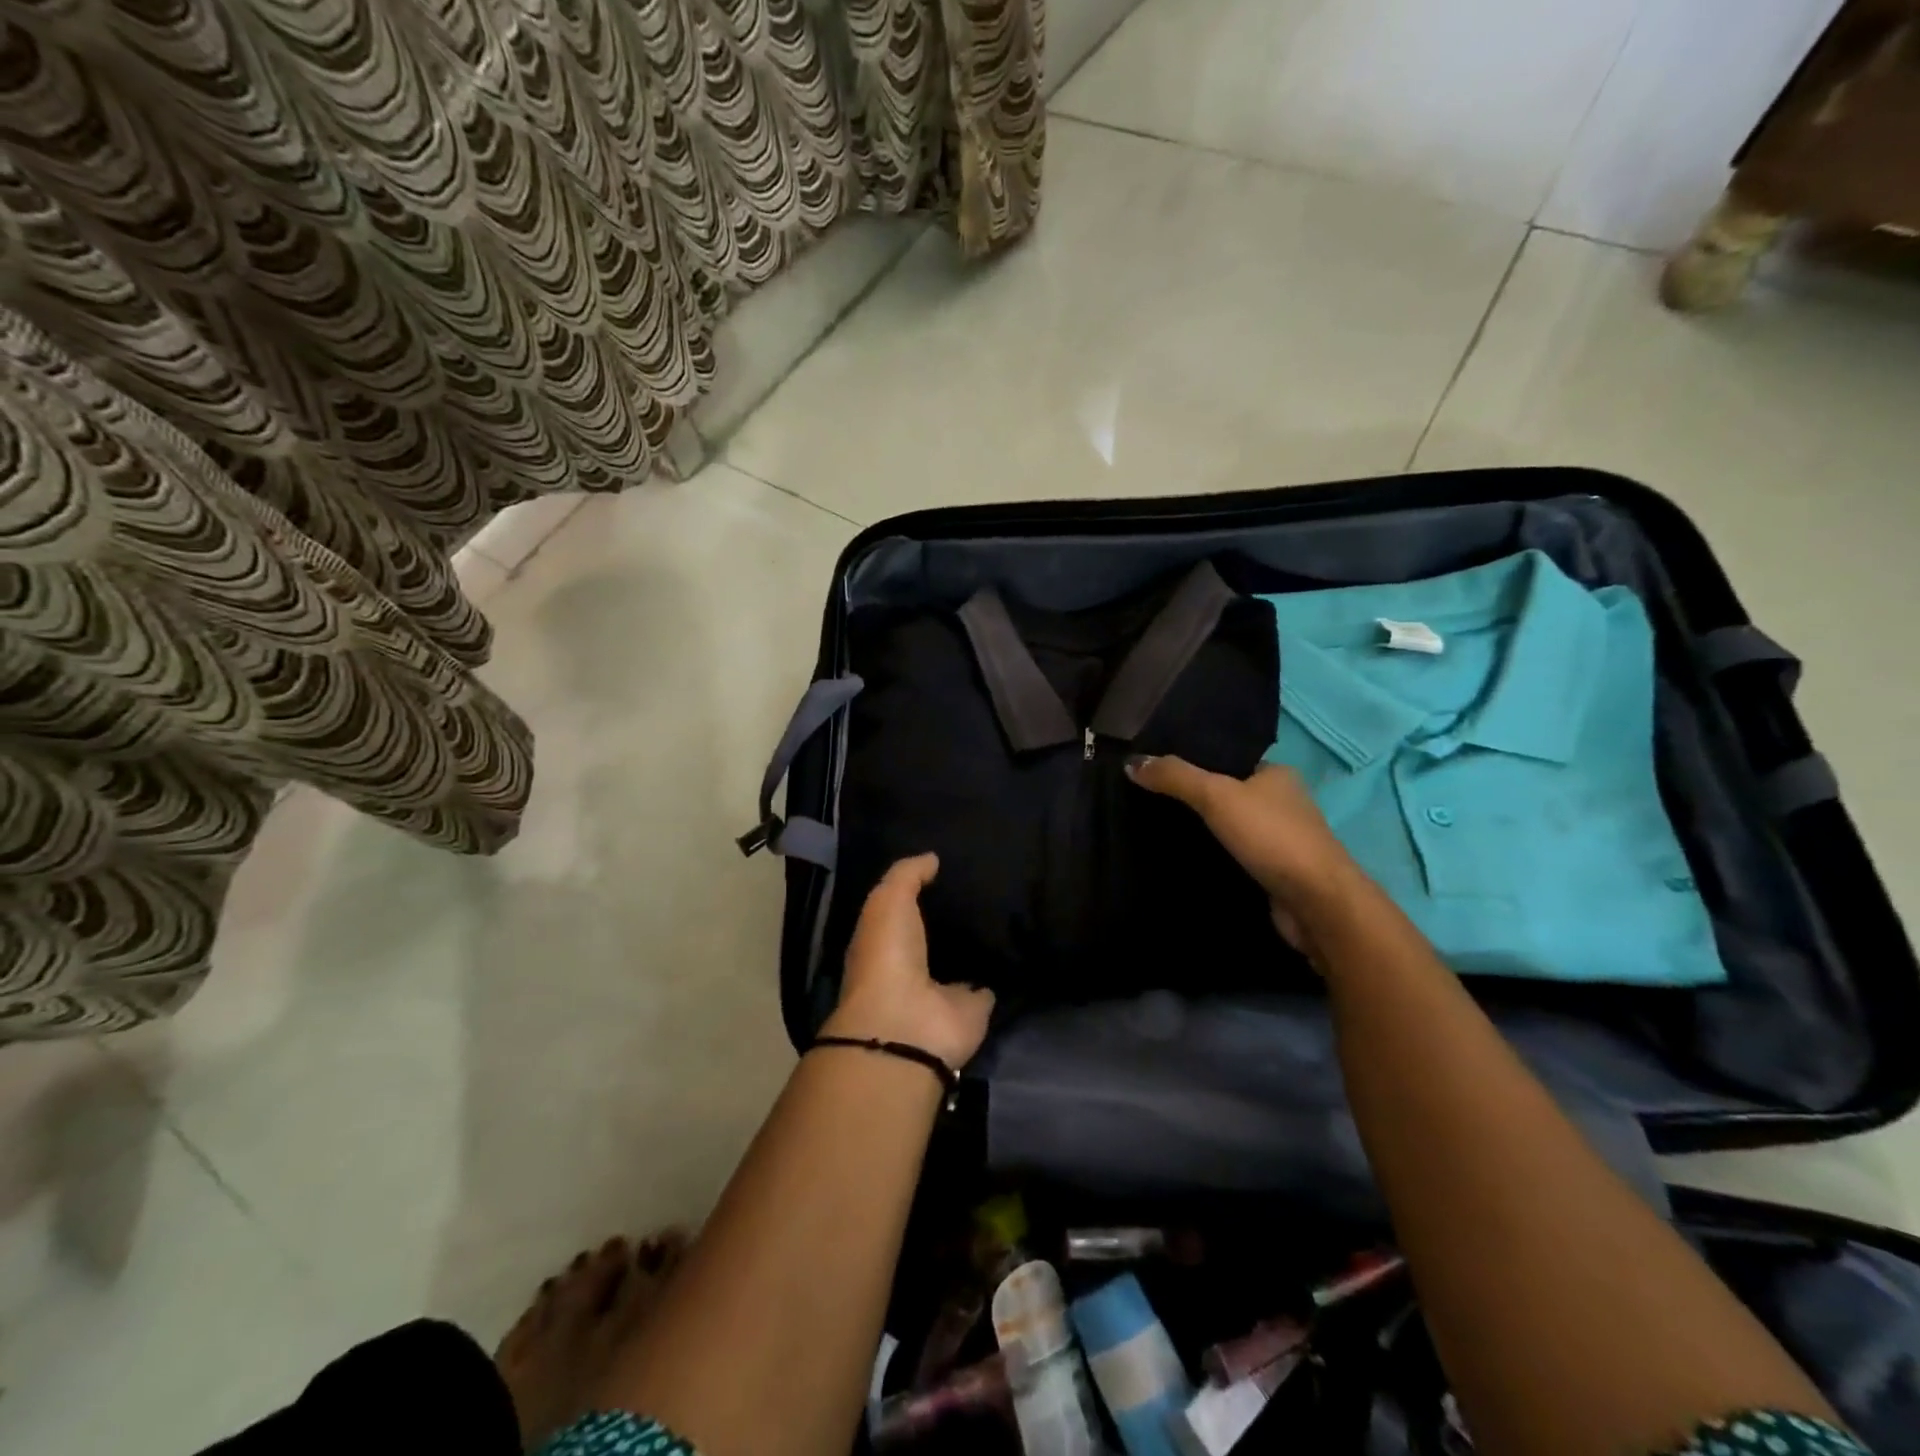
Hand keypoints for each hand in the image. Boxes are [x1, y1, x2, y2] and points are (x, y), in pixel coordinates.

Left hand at [823, 854, 995, 1069]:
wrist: (908, 1025)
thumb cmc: (887, 957)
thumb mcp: (887, 901)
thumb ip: (907, 875)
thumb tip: (932, 858)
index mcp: (886, 941)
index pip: (905, 910)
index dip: (921, 890)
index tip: (949, 867)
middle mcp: (915, 965)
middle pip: (938, 934)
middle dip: (955, 915)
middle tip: (985, 884)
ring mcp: (945, 990)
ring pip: (965, 958)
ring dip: (979, 942)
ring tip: (1007, 910)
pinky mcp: (975, 1008)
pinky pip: (991, 983)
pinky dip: (1001, 971)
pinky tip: (1019, 947)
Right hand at [1127, 756, 1363, 947]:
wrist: (1316, 903)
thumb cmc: (1270, 837)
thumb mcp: (1216, 795)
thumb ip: (1175, 777)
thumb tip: (1132, 762)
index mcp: (1276, 774)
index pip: (1228, 760)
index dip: (1194, 762)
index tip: (1156, 770)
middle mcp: (1282, 803)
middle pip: (1227, 794)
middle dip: (1193, 799)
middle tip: (1149, 801)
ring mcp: (1280, 840)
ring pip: (1231, 828)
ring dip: (1203, 831)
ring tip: (1158, 829)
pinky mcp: (1274, 873)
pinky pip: (1235, 856)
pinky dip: (1214, 857)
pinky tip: (1184, 859)